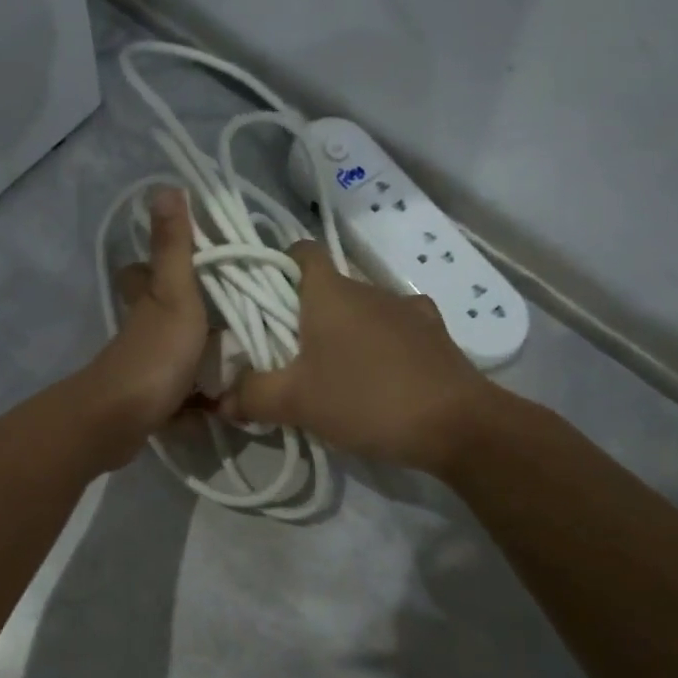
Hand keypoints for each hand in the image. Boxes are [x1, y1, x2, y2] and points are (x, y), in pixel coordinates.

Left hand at [83, 188, 208, 460]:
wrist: (123, 420)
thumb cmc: (155, 354)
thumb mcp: (174, 295)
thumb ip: (173, 247)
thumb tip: (164, 185)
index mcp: (147, 300)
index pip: (143, 272)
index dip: (158, 264)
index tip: (197, 261)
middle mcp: (141, 330)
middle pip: (159, 313)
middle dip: (188, 313)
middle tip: (233, 316)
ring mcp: (145, 368)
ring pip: (172, 353)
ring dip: (199, 356)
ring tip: (243, 357)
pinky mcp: (152, 403)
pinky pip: (180, 395)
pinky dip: (197, 399)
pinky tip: (225, 403)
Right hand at [218, 241, 505, 472]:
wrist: (457, 425)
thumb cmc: (366, 399)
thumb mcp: (296, 403)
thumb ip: (251, 396)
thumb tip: (220, 399)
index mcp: (331, 292)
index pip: (300, 251)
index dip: (278, 266)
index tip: (265, 298)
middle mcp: (370, 289)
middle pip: (328, 287)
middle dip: (306, 314)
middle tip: (288, 354)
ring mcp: (409, 309)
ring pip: (363, 310)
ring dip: (346, 332)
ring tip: (335, 373)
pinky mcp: (436, 334)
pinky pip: (396, 330)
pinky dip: (381, 346)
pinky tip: (380, 378)